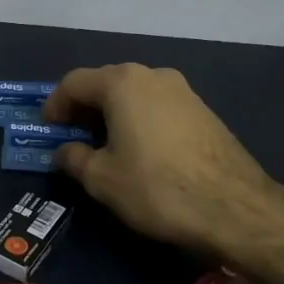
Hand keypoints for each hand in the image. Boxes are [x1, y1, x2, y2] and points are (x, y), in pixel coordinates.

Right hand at [43, 63, 283, 262]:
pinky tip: (139, 150)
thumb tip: (66, 151)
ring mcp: (183, 91)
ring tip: (104, 146)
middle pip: (106, 83)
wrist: (235, 208)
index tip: (47, 129)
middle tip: (72, 137)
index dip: (54, 105)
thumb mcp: (102, 179)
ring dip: (112, 114)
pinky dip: (139, 120)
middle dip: (84, 108)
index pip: (74, 82)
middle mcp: (153, 75)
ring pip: (134, 94)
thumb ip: (74, 158)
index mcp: (122, 83)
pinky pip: (157, 106)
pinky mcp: (203, 110)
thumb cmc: (157, 187)